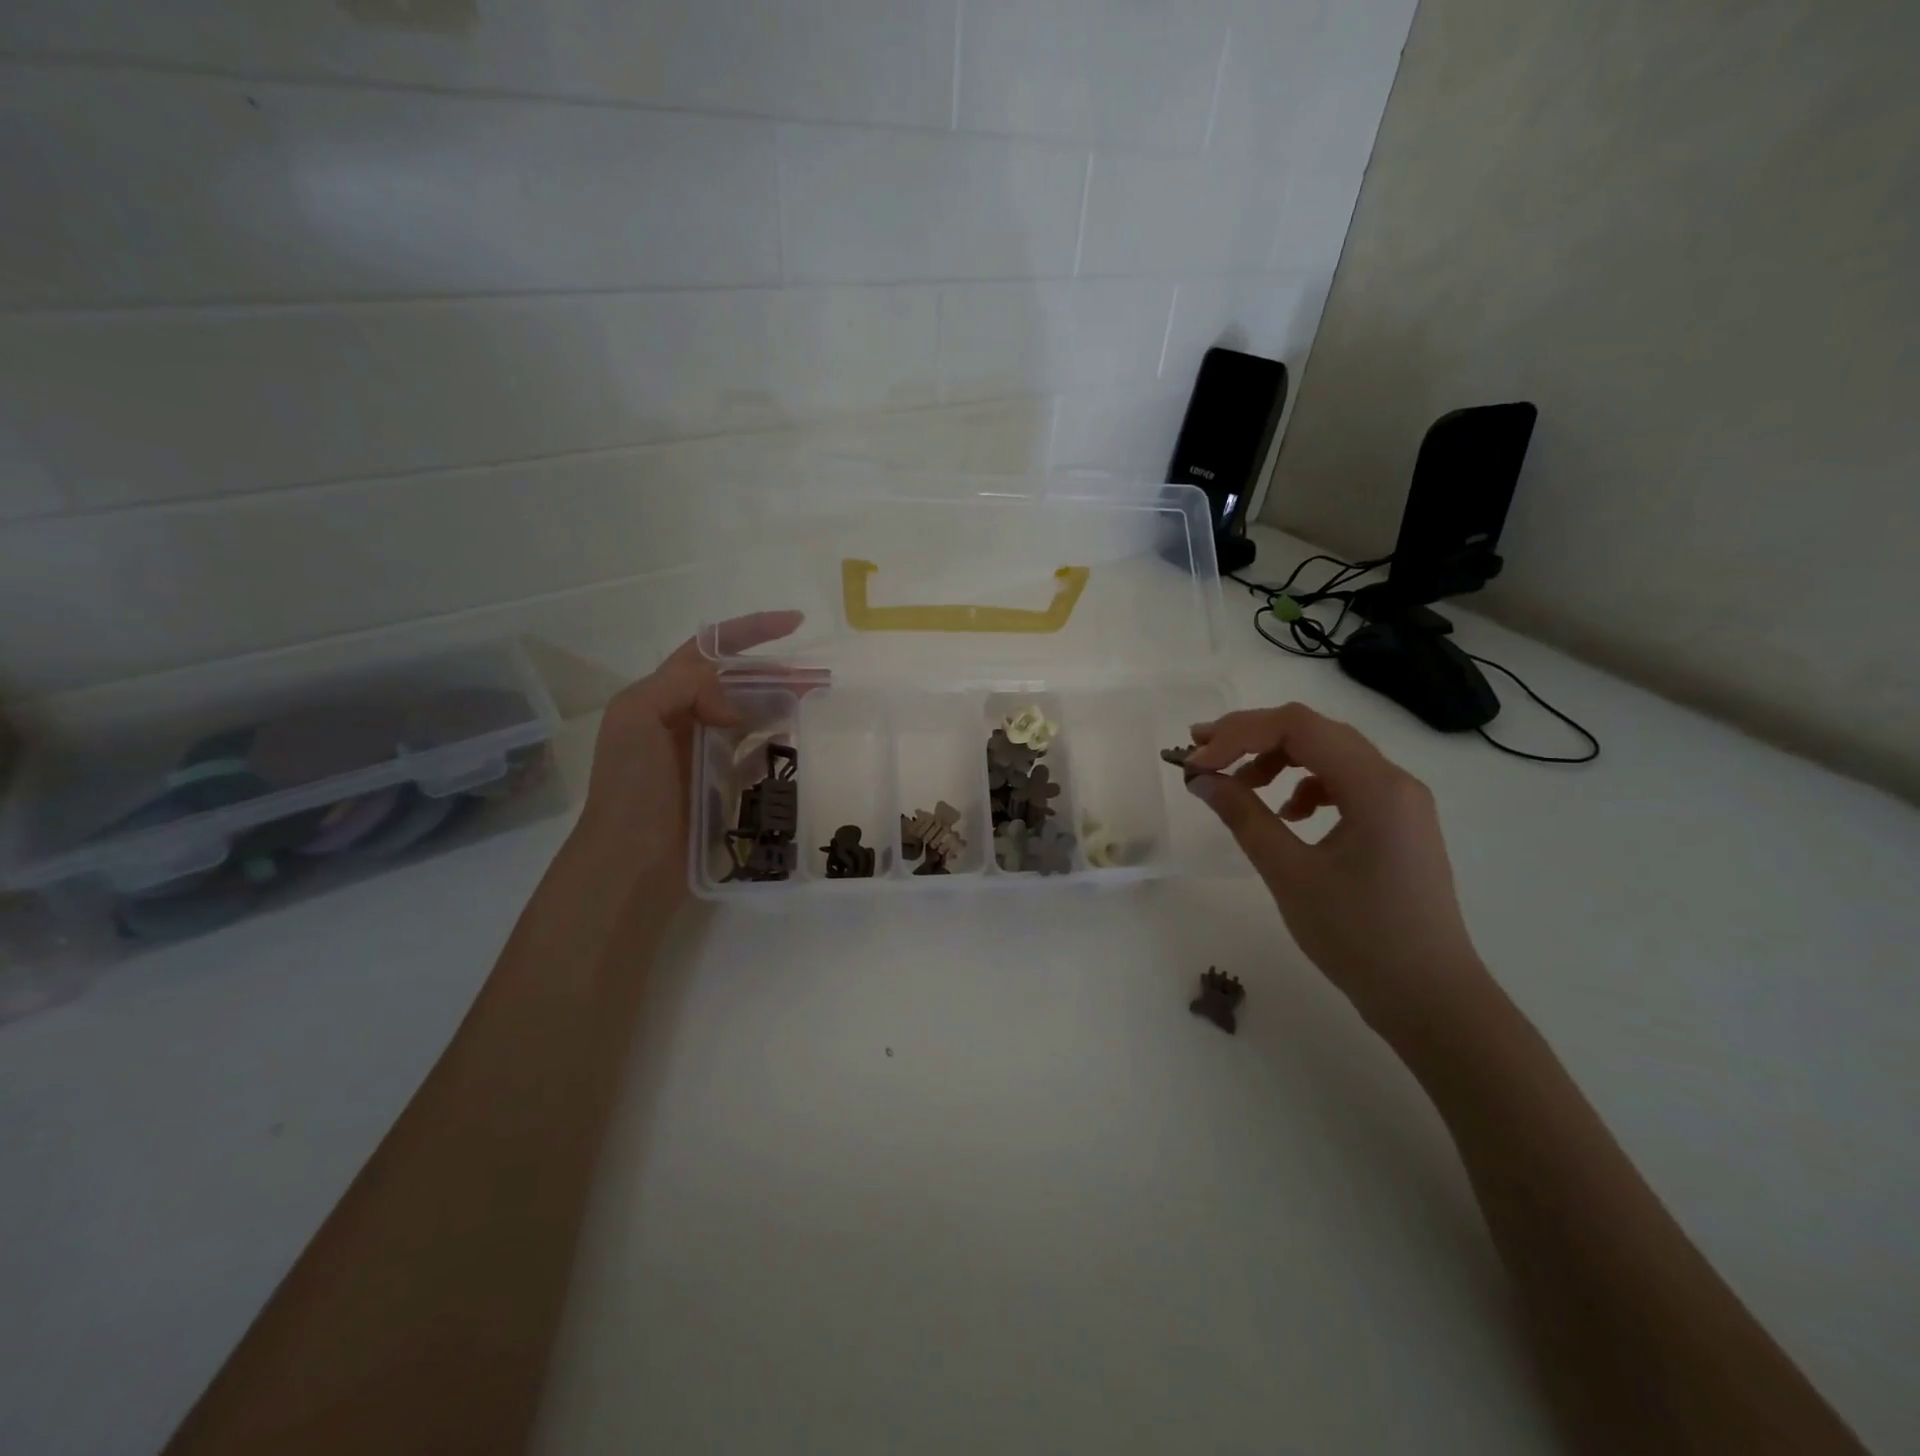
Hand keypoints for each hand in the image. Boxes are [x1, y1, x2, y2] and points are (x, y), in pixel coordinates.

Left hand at [570, 611, 802, 900]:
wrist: (629, 861)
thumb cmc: (630, 786)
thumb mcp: (636, 717)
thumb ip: (684, 686)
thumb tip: (736, 706)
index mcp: (662, 694)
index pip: (711, 648)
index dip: (752, 630)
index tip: (796, 623)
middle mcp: (685, 717)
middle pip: (740, 682)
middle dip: (779, 672)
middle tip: (821, 680)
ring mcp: (704, 753)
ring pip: (752, 715)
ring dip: (783, 705)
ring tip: (818, 706)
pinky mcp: (721, 786)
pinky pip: (755, 756)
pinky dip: (775, 745)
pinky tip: (797, 743)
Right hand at [1182, 703, 1486, 1024]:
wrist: (1430, 998)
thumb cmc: (1359, 937)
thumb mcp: (1289, 873)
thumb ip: (1243, 817)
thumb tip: (1200, 779)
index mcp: (1375, 786)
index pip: (1298, 727)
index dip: (1239, 734)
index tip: (1196, 760)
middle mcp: (1393, 780)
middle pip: (1314, 731)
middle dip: (1252, 737)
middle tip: (1203, 754)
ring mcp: (1400, 802)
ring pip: (1329, 754)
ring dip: (1277, 759)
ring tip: (1238, 786)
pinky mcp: (1397, 824)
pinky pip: (1344, 782)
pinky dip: (1304, 785)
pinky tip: (1287, 815)